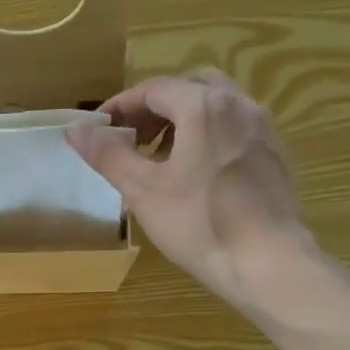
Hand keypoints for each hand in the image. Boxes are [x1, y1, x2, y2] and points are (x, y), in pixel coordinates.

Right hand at [69, 69, 318, 307]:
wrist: (267, 262)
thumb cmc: (199, 224)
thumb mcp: (143, 190)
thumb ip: (108, 155)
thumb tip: (75, 129)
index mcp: (203, 106)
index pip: (154, 89)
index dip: (121, 106)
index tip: (99, 130)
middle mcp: (238, 104)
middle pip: (188, 88)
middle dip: (155, 108)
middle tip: (132, 138)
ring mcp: (262, 128)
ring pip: (215, 106)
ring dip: (182, 121)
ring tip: (160, 157)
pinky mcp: (274, 153)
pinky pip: (234, 128)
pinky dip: (207, 136)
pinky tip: (196, 174)